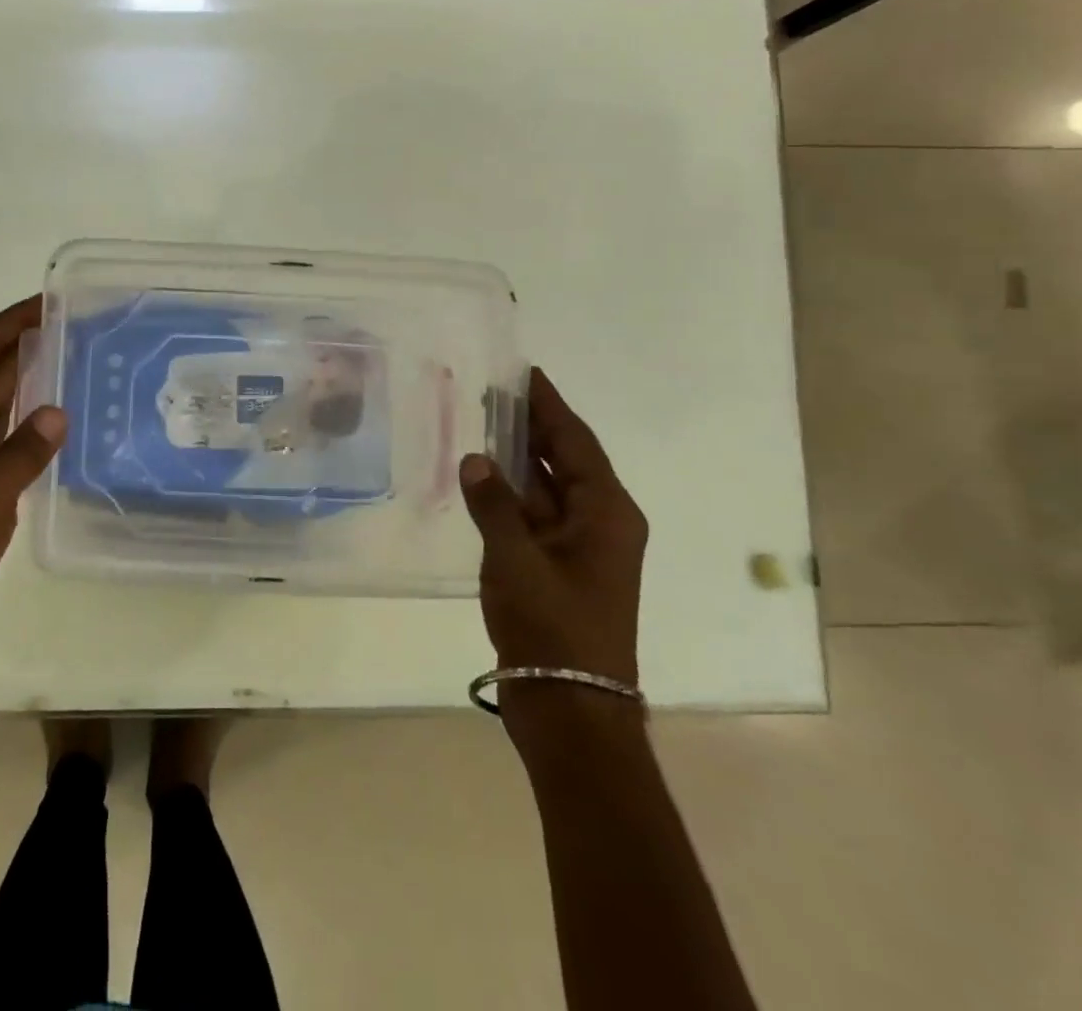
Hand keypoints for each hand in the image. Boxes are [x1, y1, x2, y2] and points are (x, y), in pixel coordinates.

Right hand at [459, 368, 647, 738]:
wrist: (570, 709)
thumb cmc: (554, 627)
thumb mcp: (517, 560)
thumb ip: (494, 504)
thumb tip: (474, 459)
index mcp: (607, 512)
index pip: (576, 441)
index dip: (549, 404)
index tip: (524, 372)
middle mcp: (599, 522)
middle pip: (565, 459)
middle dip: (531, 426)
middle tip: (492, 391)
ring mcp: (578, 547)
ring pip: (547, 487)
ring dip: (517, 458)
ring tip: (479, 422)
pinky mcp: (556, 568)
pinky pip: (533, 515)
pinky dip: (509, 494)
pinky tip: (479, 479)